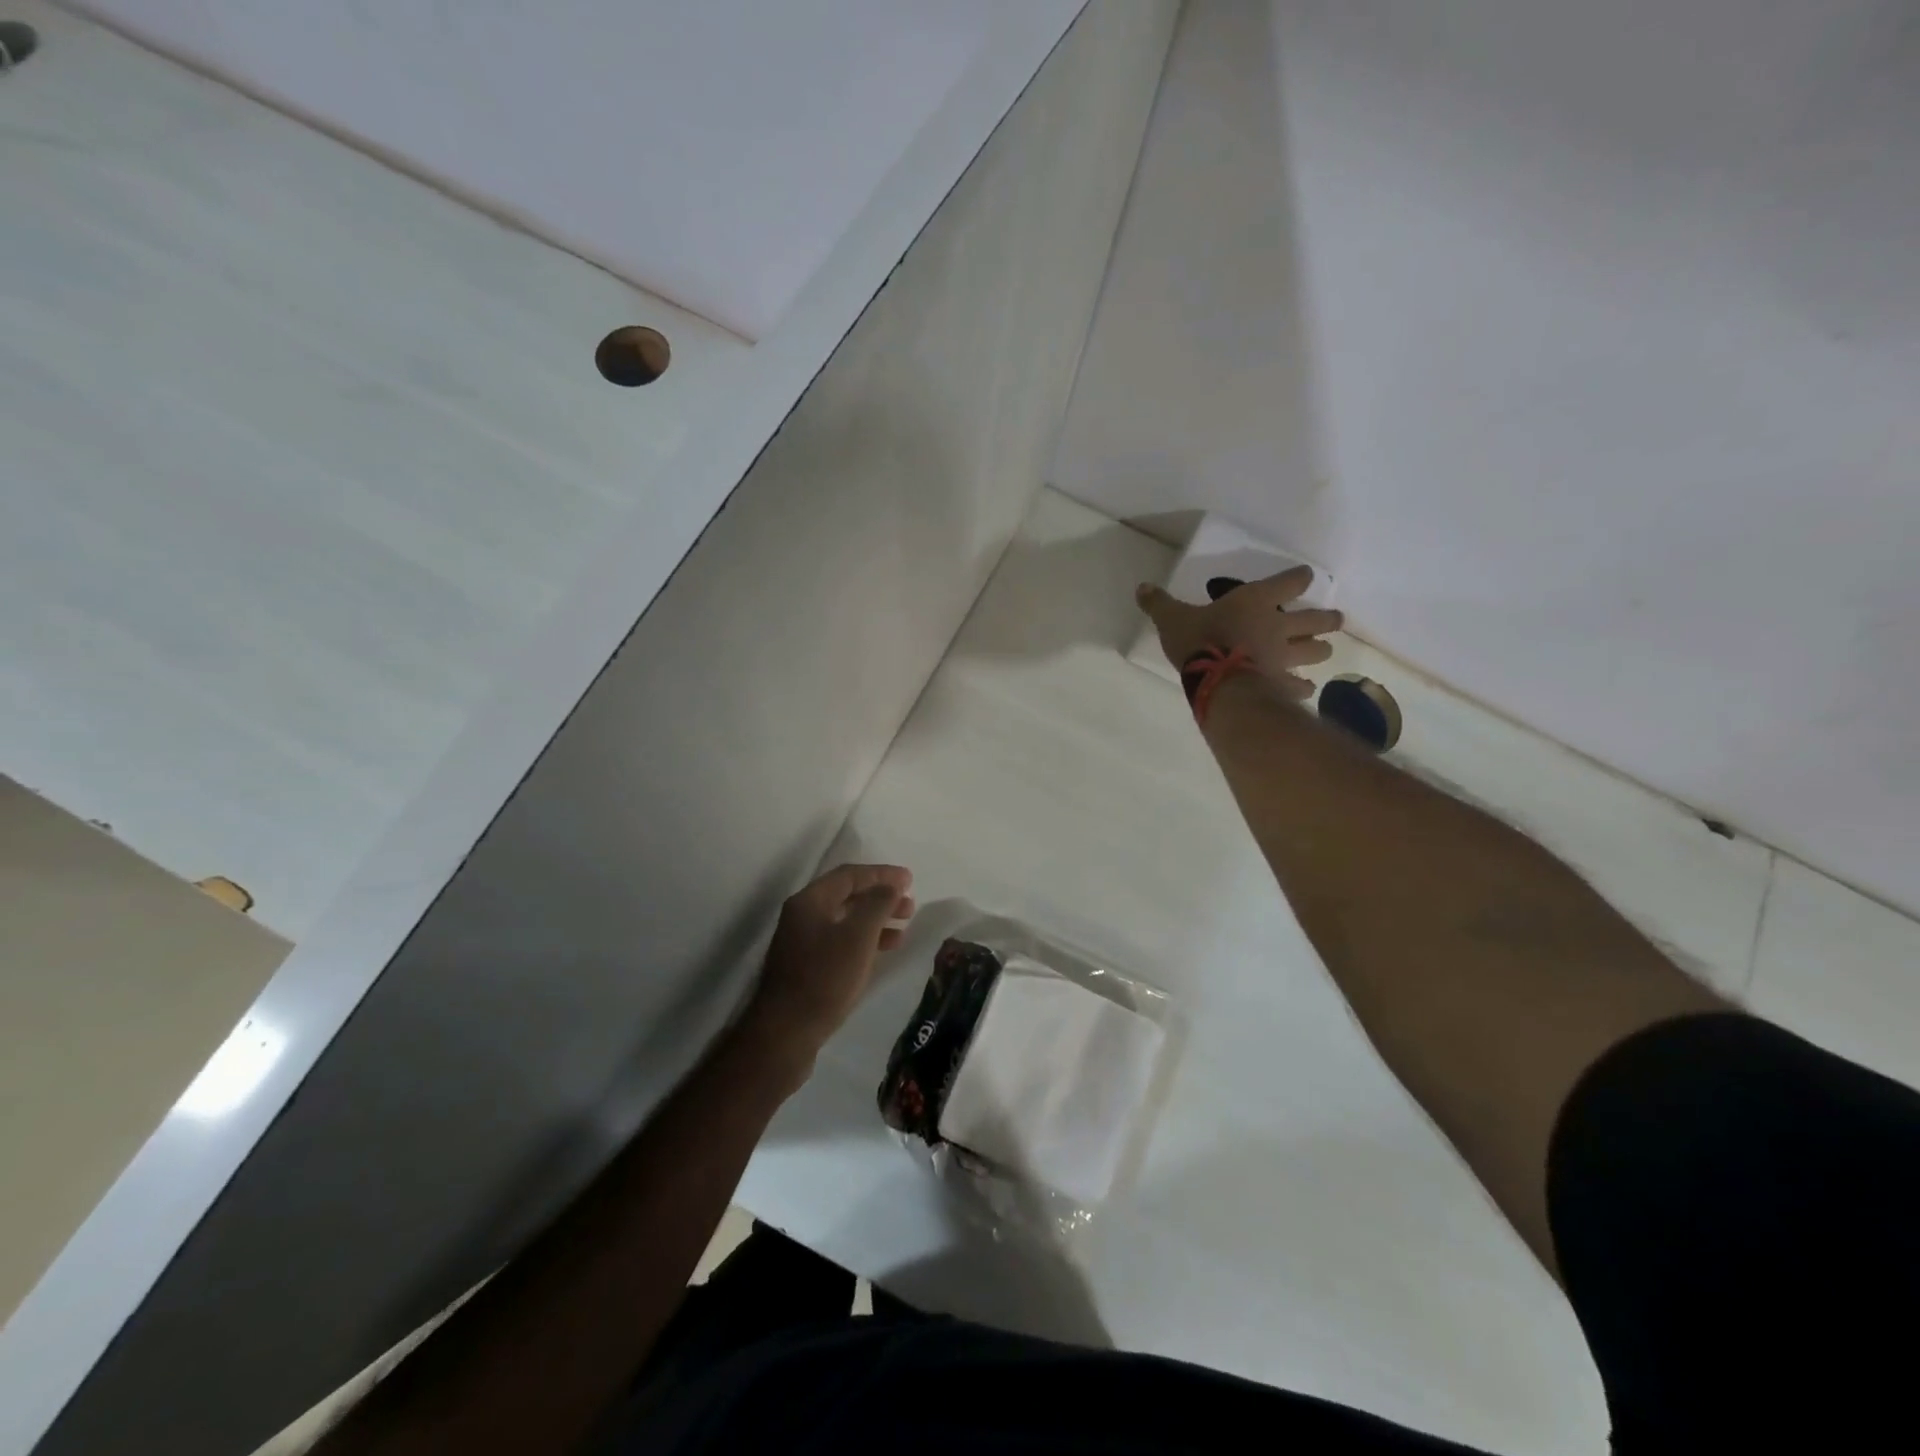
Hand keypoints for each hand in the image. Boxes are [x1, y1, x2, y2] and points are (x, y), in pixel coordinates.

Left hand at [744, 864, 914, 1064]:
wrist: (785, 1034)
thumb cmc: (824, 979)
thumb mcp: (857, 937)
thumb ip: (877, 904)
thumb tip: (891, 885)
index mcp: (809, 901)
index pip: (849, 875)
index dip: (881, 874)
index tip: (910, 879)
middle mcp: (802, 916)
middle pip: (846, 896)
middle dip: (880, 897)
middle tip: (909, 905)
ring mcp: (802, 943)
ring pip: (845, 921)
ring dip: (875, 920)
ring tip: (903, 929)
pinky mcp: (806, 967)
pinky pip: (840, 942)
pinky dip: (864, 941)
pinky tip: (883, 952)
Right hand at [1136, 568, 1343, 699]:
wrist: (1218, 680)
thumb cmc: (1199, 641)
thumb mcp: (1172, 619)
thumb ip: (1159, 604)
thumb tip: (1141, 588)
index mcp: (1255, 601)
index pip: (1289, 582)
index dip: (1298, 578)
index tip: (1304, 576)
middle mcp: (1278, 625)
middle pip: (1314, 619)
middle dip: (1326, 619)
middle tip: (1335, 619)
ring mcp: (1284, 656)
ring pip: (1315, 651)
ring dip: (1321, 649)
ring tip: (1324, 650)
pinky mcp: (1282, 683)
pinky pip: (1299, 685)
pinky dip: (1303, 687)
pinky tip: (1306, 689)